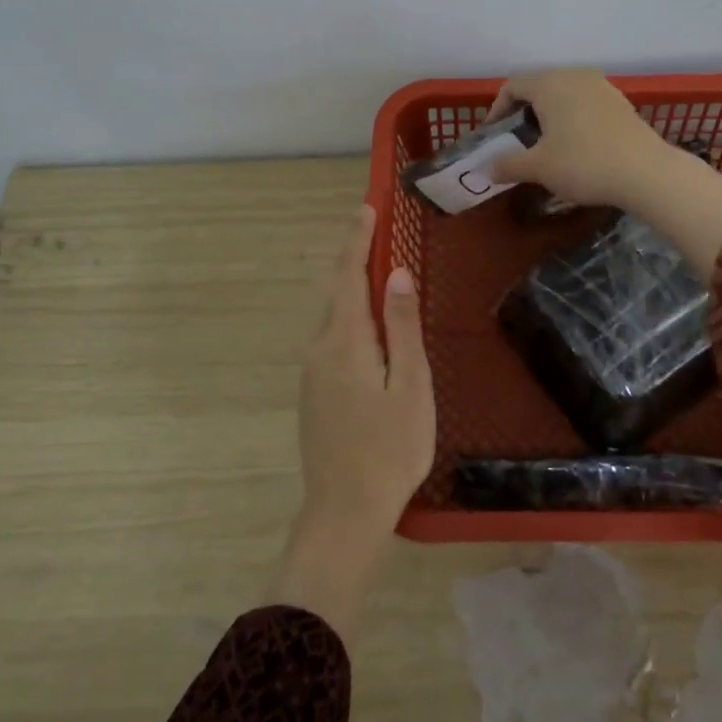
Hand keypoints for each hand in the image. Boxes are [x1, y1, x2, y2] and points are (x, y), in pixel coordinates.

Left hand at [269, 205, 434, 642]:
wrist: (344, 512)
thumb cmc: (390, 449)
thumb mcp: (410, 385)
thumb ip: (402, 327)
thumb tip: (397, 273)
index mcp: (345, 341)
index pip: (349, 276)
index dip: (357, 241)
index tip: (366, 209)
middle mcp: (319, 349)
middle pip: (338, 294)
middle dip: (356, 261)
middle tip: (378, 236)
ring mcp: (311, 374)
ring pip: (334, 319)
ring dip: (354, 292)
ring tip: (380, 276)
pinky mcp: (313, 394)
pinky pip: (332, 341)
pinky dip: (351, 320)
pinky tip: (370, 331)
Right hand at [492, 68, 721, 277]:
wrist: (646, 172)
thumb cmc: (583, 163)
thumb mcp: (538, 168)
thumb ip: (508, 165)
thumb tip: (488, 169)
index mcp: (550, 83)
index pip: (513, 86)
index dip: (496, 110)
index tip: (494, 135)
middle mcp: (575, 76)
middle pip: (539, 87)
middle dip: (523, 112)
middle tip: (517, 140)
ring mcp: (602, 87)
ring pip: (564, 95)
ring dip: (549, 116)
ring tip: (546, 144)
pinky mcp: (621, 103)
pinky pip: (585, 104)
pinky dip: (572, 119)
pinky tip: (576, 146)